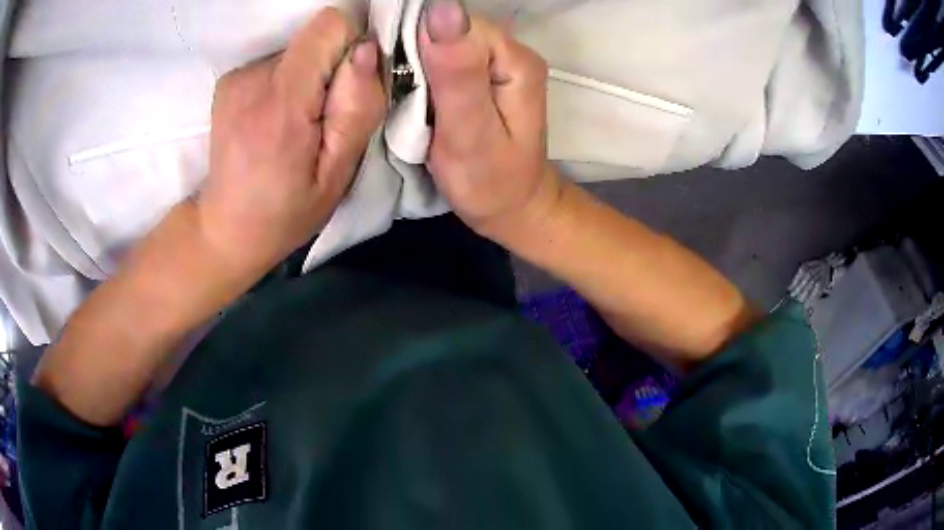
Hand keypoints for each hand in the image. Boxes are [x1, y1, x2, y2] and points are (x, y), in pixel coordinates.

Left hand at [198, 8, 384, 279]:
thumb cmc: (286, 211)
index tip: (343, 92)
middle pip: (314, 38)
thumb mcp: (337, 174)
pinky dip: (285, 84)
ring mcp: (236, 77)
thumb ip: (357, 109)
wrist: (225, 227)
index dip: (347, 50)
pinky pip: (276, 62)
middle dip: (328, 70)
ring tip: (294, 126)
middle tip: (318, 120)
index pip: (328, 27)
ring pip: (297, 51)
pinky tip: (274, 120)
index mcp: (281, 104)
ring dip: (306, 80)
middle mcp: (252, 79)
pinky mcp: (229, 79)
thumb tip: (365, 50)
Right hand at [419, 1, 562, 242]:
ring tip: (412, 100)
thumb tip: (442, 8)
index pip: (455, 24)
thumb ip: (457, 72)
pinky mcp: (484, 73)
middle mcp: (511, 51)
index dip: (419, 43)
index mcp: (514, 60)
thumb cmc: (489, 181)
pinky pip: (445, 57)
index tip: (403, 82)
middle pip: (449, 29)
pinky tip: (419, 96)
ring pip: (443, 41)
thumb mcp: (469, 132)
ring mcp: (499, 61)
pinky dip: (424, 73)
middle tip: (407, 98)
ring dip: (417, 64)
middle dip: (417, 55)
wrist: (511, 206)